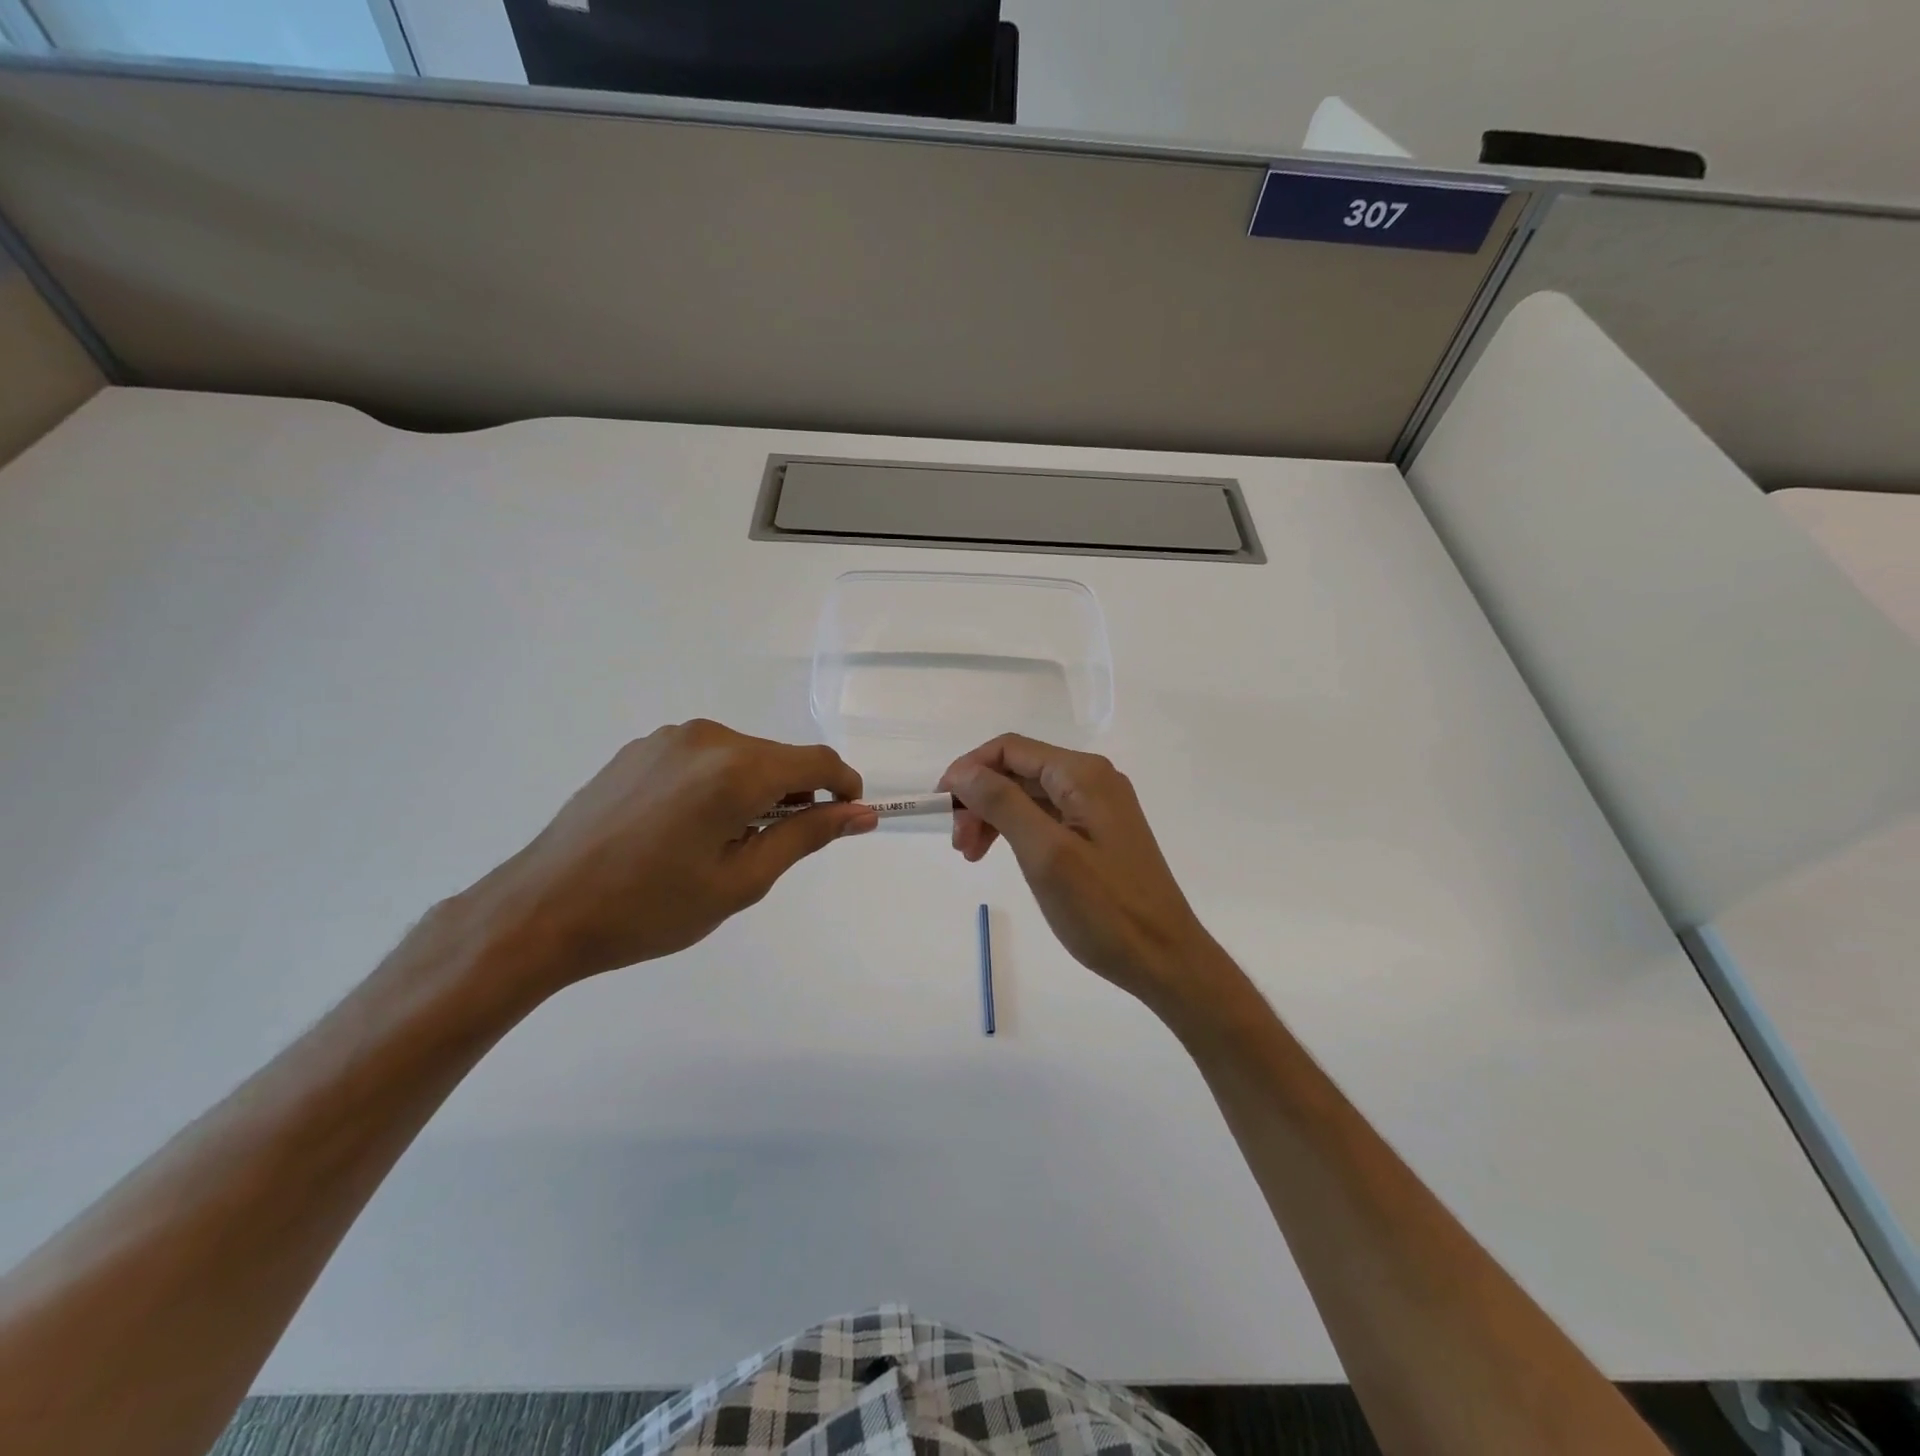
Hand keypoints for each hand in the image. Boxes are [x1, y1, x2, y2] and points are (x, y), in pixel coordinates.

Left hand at [460, 720, 876, 994]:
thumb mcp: (741, 881)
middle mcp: (706, 737)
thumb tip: (861, 813)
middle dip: (795, 795)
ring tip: (721, 844)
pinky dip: (717, 785)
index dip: (843, 788)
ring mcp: (668, 738)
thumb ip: (806, 836)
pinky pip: (703, 758)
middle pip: (778, 758)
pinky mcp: (641, 748)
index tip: (846, 820)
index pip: (818, 761)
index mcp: (736, 769)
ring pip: (741, 757)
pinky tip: (684, 829)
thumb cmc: (650, 908)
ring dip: (754, 791)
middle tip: (773, 850)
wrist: (542, 909)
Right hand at [939, 735, 1228, 1015]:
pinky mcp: (1099, 833)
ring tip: (973, 855)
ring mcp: (1098, 807)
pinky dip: (1017, 831)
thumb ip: (1003, 803)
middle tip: (960, 845)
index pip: (1009, 749)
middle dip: (980, 799)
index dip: (968, 770)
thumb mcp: (1046, 854)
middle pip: (1018, 770)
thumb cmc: (1104, 909)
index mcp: (1083, 775)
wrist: (1165, 959)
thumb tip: (963, 771)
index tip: (941, 808)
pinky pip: (1046, 817)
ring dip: (994, 817)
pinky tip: (1003, 856)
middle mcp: (1092, 780)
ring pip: (1029, 795)